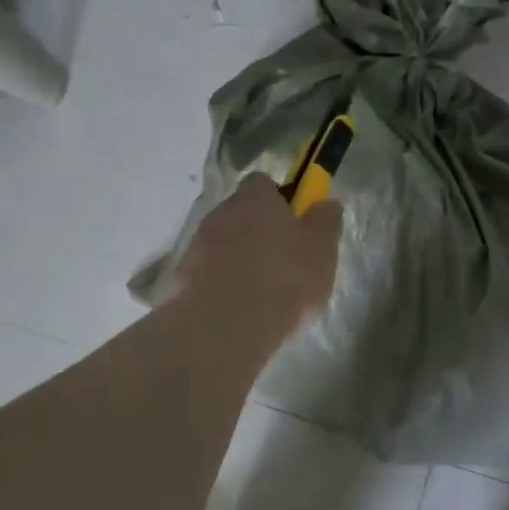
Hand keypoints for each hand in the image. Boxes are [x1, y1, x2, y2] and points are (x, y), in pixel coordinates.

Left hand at [176, 175, 342, 342]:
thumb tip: (324, 203)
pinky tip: (239, 307)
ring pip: (224, 243)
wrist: (226, 326)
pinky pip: (208, 271)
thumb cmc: (284, 280)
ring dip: (239, 257)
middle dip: (259, 231)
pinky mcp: (182, 277)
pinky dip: (222, 282)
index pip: (263, 183)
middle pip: (242, 213)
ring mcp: (197, 244)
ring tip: (261, 290)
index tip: (295, 223)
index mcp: (256, 198)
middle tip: (282, 260)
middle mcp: (222, 212)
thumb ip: (326, 222)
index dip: (280, 200)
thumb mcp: (322, 251)